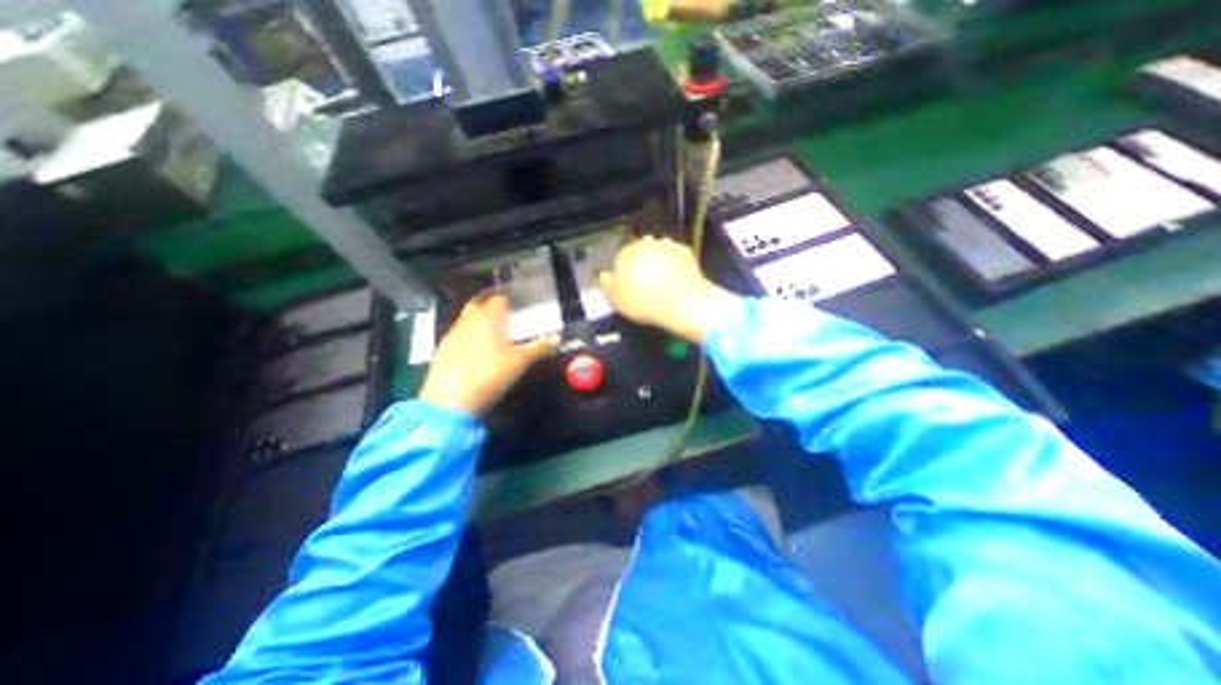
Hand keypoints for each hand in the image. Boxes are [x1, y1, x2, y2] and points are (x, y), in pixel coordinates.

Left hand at [419, 291, 555, 415]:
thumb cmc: (491, 374)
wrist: (450, 401)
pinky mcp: (441, 350)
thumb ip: (539, 347)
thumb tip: (557, 338)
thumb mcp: (521, 362)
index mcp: (488, 317)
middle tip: (506, 319)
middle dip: (491, 309)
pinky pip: (458, 336)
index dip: (509, 300)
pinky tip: (475, 353)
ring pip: (467, 321)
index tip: (519, 306)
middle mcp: (468, 320)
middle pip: (480, 305)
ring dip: (479, 324)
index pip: (499, 299)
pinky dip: (468, 339)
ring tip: (493, 336)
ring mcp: (452, 335)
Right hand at [598, 237, 738, 342]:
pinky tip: (676, 280)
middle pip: (640, 251)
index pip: (621, 257)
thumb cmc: (644, 303)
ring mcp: (668, 245)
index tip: (629, 284)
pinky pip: (675, 257)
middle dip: (641, 262)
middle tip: (645, 283)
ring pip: (658, 251)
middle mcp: (646, 242)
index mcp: (626, 252)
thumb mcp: (616, 300)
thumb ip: (606, 284)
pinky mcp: (686, 251)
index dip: (625, 270)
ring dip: (658, 261)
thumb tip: (604, 275)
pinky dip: (674, 265)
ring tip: (662, 282)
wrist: (684, 304)